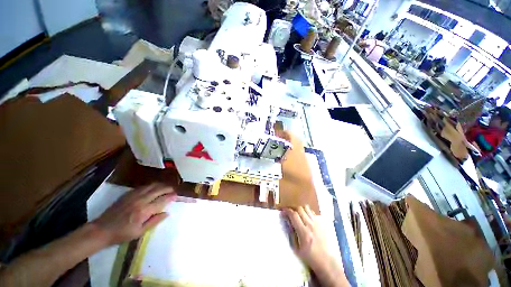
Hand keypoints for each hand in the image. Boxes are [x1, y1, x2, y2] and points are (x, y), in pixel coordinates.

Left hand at [92, 183, 176, 245]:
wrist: (101, 230)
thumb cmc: (122, 234)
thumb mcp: (139, 232)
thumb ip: (154, 221)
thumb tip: (167, 213)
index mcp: (144, 211)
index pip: (162, 200)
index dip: (170, 197)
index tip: (176, 196)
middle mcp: (140, 200)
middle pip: (158, 190)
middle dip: (168, 188)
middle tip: (173, 190)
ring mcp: (133, 196)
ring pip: (151, 186)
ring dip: (160, 185)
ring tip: (166, 187)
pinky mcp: (127, 194)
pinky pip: (143, 187)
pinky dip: (151, 186)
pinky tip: (153, 187)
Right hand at [283, 206, 347, 286]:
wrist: (326, 261)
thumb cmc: (310, 257)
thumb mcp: (296, 248)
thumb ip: (291, 233)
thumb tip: (287, 221)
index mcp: (303, 232)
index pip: (294, 215)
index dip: (287, 211)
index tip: (283, 211)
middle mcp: (310, 225)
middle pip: (299, 209)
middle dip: (293, 209)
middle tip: (289, 213)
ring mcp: (317, 223)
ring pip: (306, 208)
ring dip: (300, 209)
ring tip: (297, 214)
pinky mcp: (321, 223)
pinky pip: (312, 212)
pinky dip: (307, 212)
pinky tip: (305, 217)